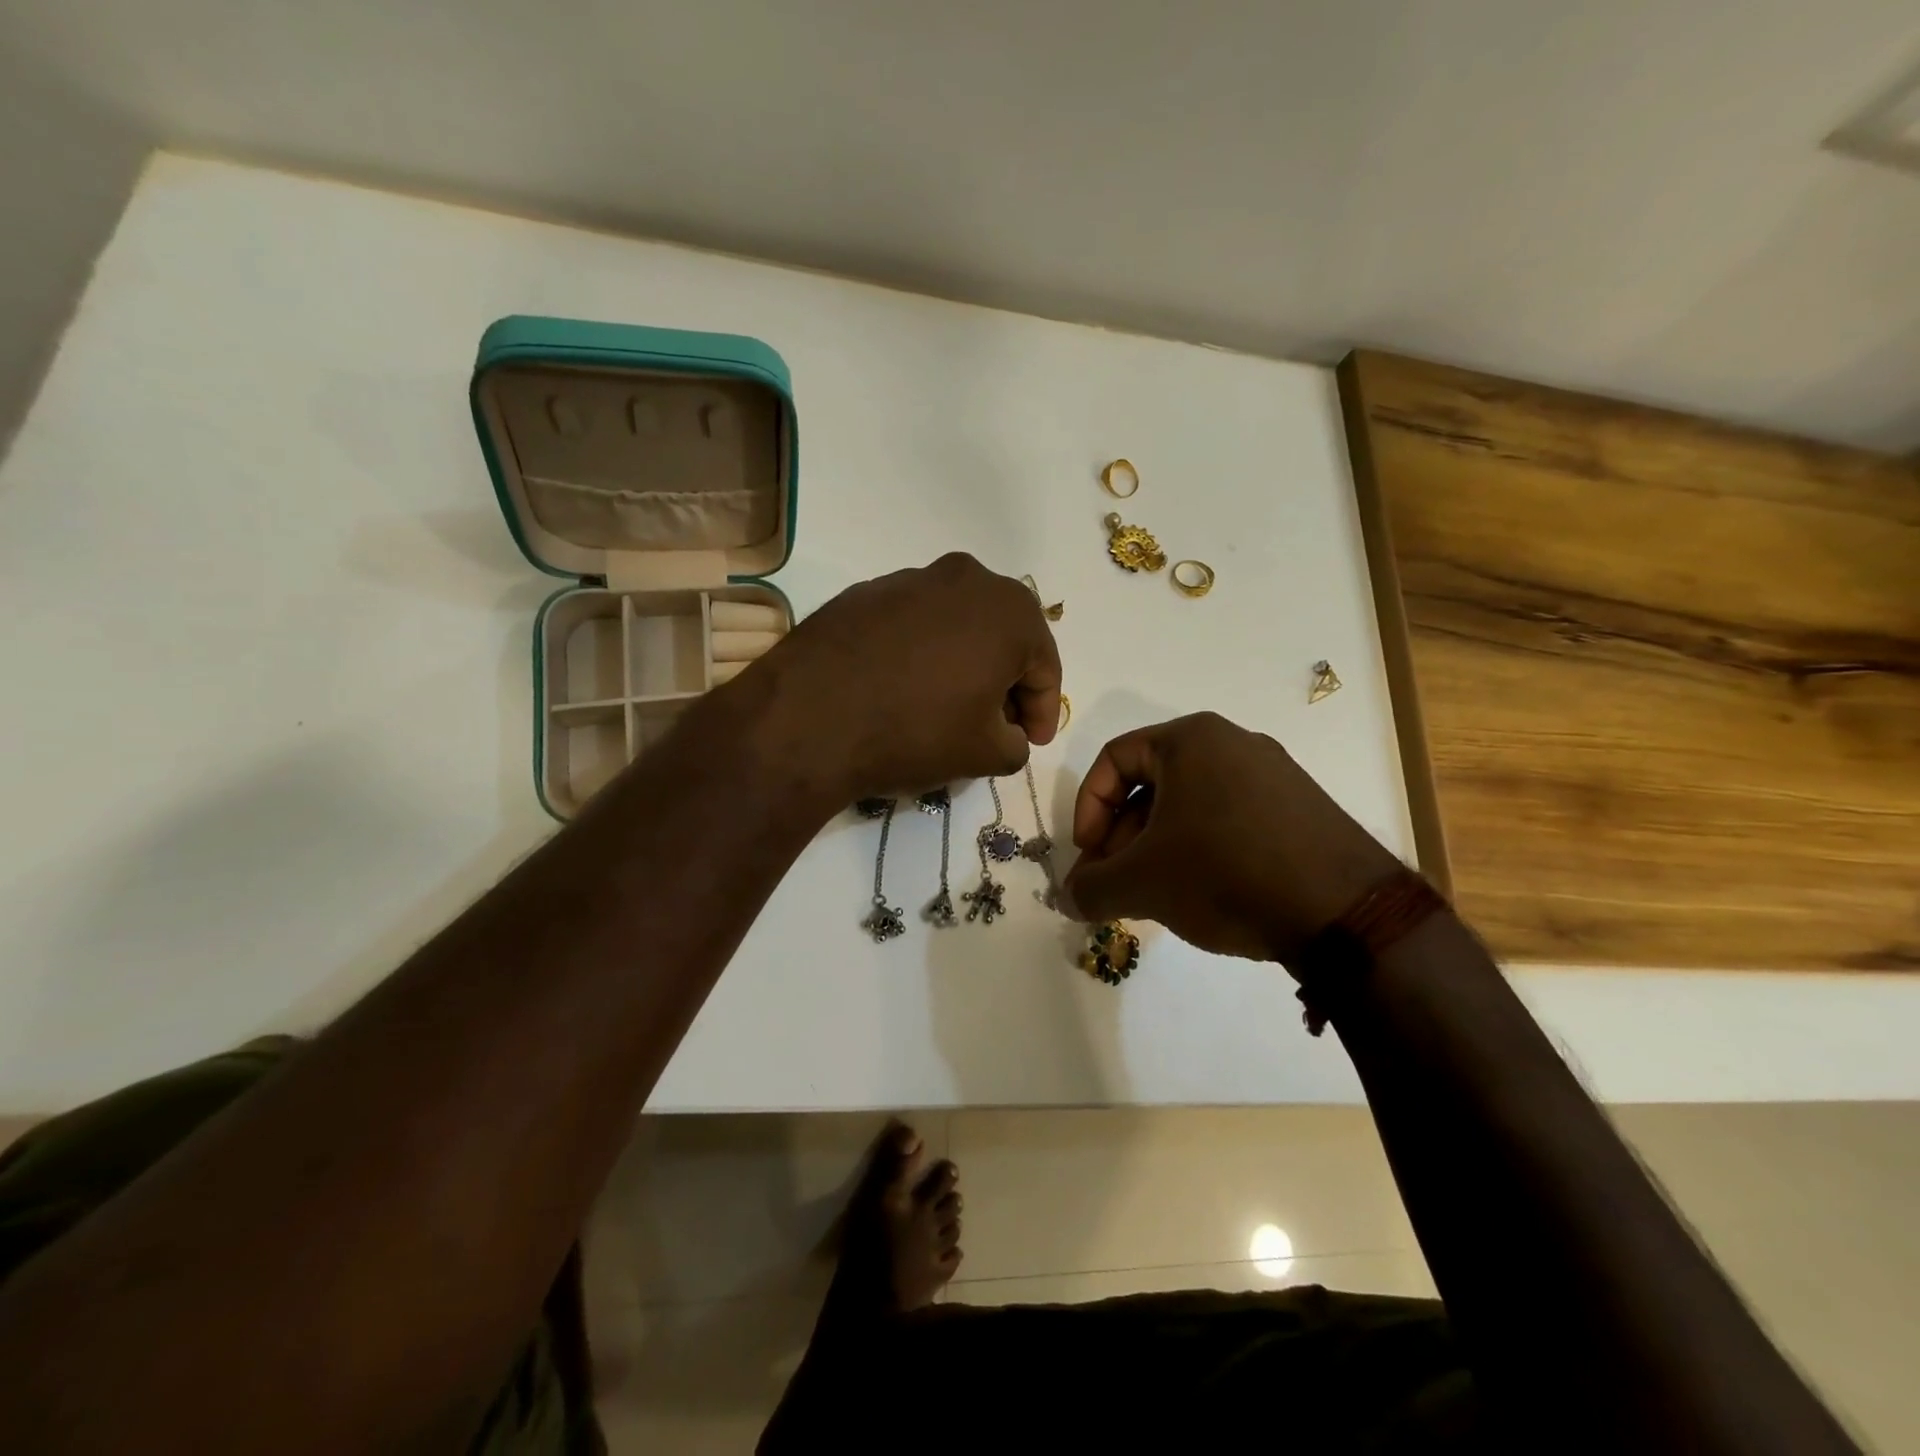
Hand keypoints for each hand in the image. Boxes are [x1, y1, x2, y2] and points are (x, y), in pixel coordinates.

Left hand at [762, 554, 1061, 800]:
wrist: (808, 718)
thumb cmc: (915, 731)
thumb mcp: (985, 754)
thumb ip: (1016, 743)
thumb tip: (1009, 734)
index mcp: (1010, 611)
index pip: (1045, 667)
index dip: (1043, 712)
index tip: (1031, 742)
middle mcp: (967, 579)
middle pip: (1003, 637)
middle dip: (1007, 682)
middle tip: (998, 724)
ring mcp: (911, 578)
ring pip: (957, 625)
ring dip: (964, 663)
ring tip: (948, 706)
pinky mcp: (866, 592)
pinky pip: (913, 624)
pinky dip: (921, 653)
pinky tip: (903, 688)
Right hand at [1064, 712, 1402, 966]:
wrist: (1346, 913)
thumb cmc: (1226, 873)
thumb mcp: (1143, 883)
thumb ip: (1090, 888)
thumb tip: (1066, 898)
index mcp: (1191, 739)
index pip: (1113, 759)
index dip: (1087, 809)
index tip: (1088, 856)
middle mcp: (1233, 743)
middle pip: (1151, 784)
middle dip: (1122, 837)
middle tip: (1114, 884)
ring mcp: (1274, 775)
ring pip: (1190, 805)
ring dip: (1158, 848)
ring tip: (1154, 896)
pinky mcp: (1301, 809)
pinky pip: (1230, 819)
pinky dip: (1201, 850)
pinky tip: (1202, 895)